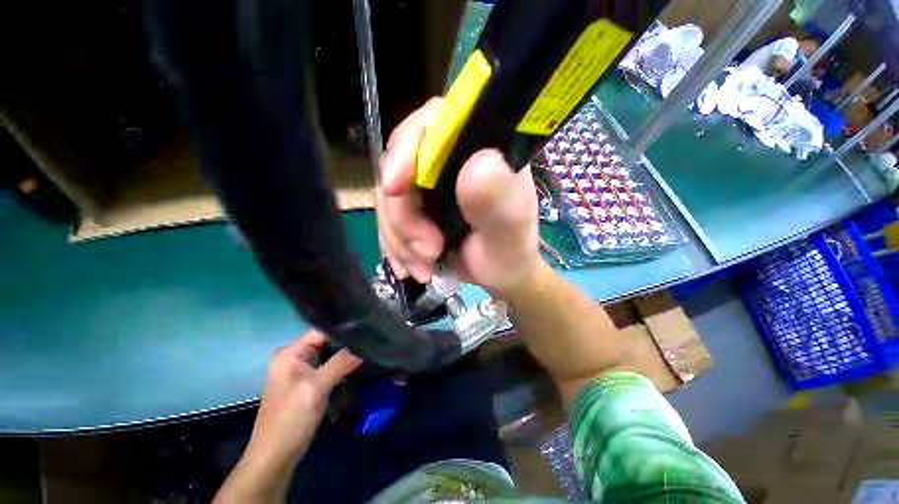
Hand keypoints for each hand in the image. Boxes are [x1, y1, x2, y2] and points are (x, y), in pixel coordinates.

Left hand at [215, 331, 360, 502]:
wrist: (275, 457)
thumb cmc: (290, 419)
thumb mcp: (316, 387)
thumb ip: (341, 362)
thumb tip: (367, 344)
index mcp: (290, 352)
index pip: (322, 330)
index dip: (344, 328)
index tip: (368, 327)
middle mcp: (294, 356)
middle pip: (326, 340)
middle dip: (348, 341)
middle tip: (373, 338)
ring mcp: (300, 370)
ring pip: (329, 353)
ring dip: (346, 353)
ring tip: (371, 347)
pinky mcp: (307, 383)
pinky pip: (328, 366)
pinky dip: (341, 365)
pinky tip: (359, 363)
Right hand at [376, 98, 541, 296]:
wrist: (499, 277)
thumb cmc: (510, 252)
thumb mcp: (509, 230)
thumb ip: (498, 198)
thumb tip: (480, 161)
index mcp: (477, 151)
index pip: (433, 123)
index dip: (407, 148)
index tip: (396, 188)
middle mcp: (449, 162)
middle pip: (400, 167)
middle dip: (404, 217)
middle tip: (429, 252)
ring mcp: (428, 187)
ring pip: (388, 200)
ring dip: (400, 240)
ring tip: (425, 268)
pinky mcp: (415, 210)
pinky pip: (388, 222)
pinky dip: (396, 248)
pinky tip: (413, 268)